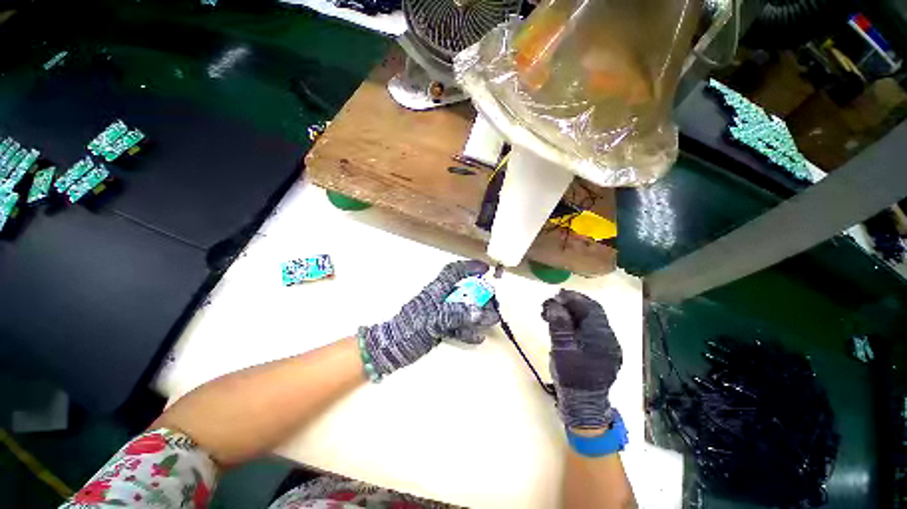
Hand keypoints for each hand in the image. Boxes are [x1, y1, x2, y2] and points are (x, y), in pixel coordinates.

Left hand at [359, 260, 499, 378]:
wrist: (390, 349)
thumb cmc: (409, 330)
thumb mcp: (433, 320)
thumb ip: (456, 314)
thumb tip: (479, 311)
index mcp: (436, 290)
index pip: (454, 271)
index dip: (470, 267)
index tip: (486, 269)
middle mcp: (440, 299)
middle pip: (464, 292)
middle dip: (480, 296)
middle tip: (493, 304)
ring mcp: (440, 314)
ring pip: (463, 309)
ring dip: (478, 315)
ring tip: (491, 320)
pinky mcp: (439, 328)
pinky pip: (458, 325)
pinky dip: (468, 330)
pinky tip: (478, 337)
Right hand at [542, 290, 621, 429]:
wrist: (584, 405)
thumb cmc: (572, 377)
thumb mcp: (562, 349)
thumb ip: (559, 325)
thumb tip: (554, 304)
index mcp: (601, 337)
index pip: (590, 308)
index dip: (573, 298)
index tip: (556, 295)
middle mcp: (608, 338)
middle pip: (591, 312)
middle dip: (571, 303)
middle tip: (552, 302)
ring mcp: (607, 345)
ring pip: (590, 320)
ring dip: (572, 312)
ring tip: (553, 313)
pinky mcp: (601, 351)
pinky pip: (589, 329)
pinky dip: (575, 322)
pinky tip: (563, 325)